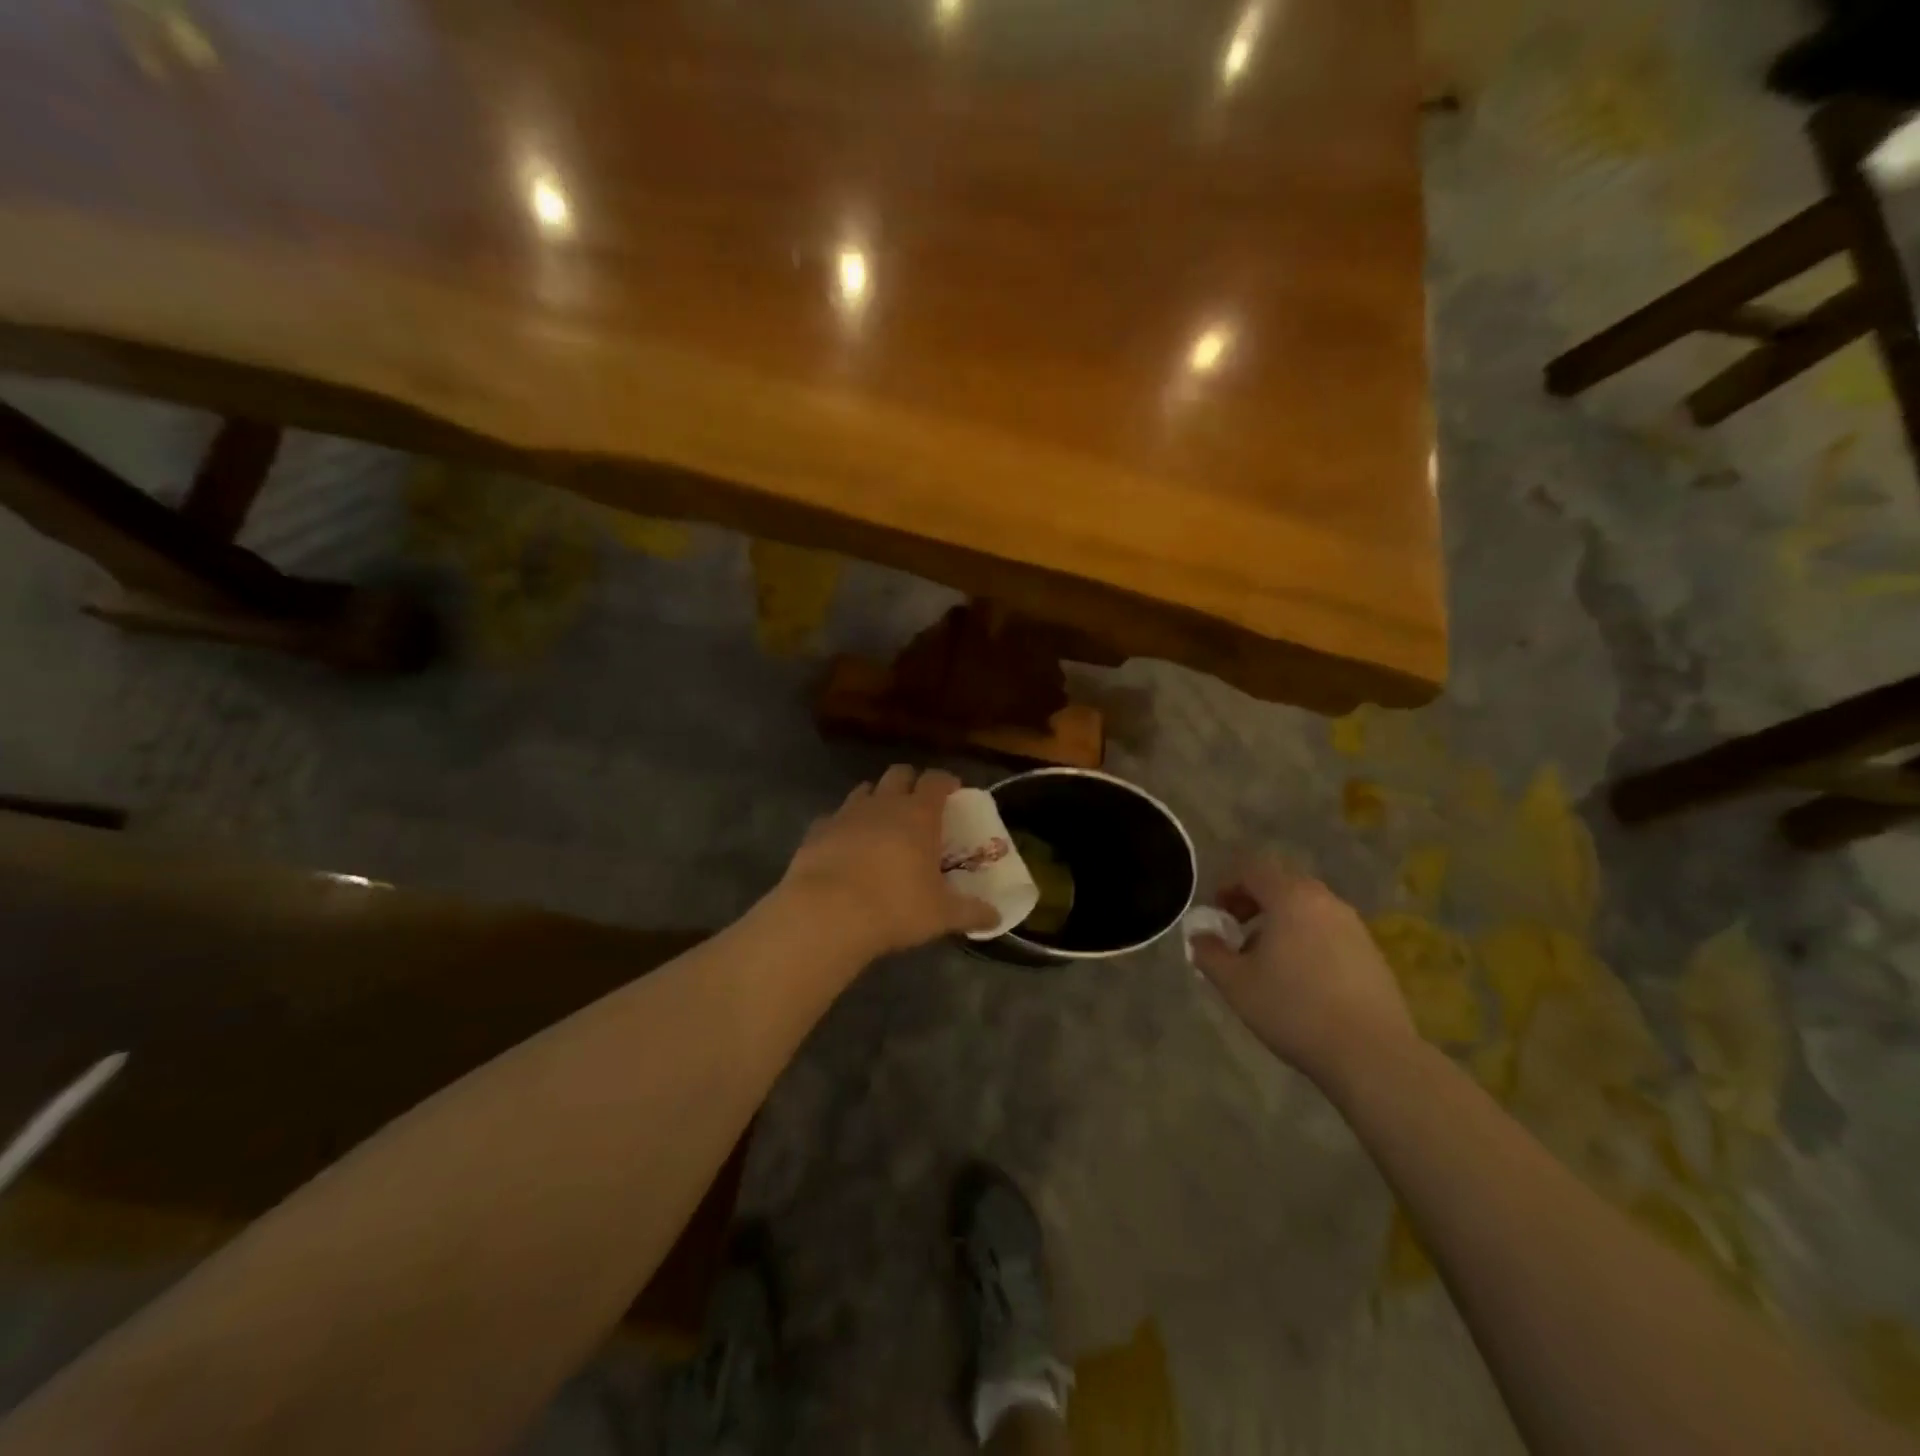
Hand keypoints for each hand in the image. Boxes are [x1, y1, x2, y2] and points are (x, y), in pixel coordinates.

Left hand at [779, 765, 997, 960]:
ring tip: (882, 823)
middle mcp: (883, 804)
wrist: (826, 914)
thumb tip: (996, 918)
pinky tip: (845, 846)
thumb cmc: (894, 907)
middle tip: (918, 805)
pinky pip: (834, 817)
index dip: (947, 781)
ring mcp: (846, 813)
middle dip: (911, 782)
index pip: (937, 780)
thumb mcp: (941, 915)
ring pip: (865, 790)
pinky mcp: (817, 830)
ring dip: (876, 799)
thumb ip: (971, 912)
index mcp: (919, 814)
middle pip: (899, 773)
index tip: (954, 791)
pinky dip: (843, 825)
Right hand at [1190, 857, 1414, 1086]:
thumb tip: (1199, 934)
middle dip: (1253, 903)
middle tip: (1236, 934)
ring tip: (1266, 961)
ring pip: (1306, 909)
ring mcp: (1354, 926)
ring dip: (1280, 923)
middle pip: (1282, 885)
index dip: (1228, 884)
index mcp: (1291, 897)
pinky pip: (1328, 931)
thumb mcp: (1236, 983)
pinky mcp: (1372, 953)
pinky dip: (1306, 940)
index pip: (1253, 869)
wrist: (1372, 1054)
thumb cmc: (1294, 1009)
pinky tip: (1300, 980)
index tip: (1216, 914)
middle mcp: (1325, 901)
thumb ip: (1209, 952)